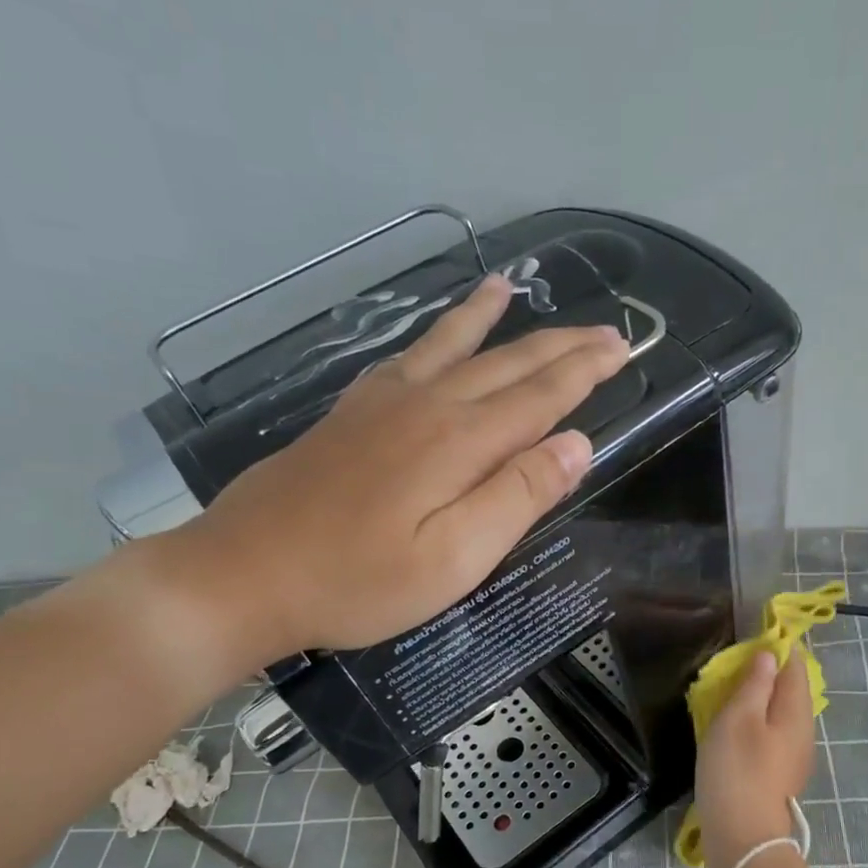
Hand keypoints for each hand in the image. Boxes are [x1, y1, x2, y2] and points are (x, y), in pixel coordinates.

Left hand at [162, 275, 627, 668]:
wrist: (245, 574)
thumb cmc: (358, 581)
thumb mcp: (454, 559)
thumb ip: (517, 497)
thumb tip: (576, 444)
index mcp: (460, 442)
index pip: (541, 396)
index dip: (585, 372)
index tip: (622, 348)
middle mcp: (427, 406)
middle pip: (506, 364)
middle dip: (560, 346)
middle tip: (603, 330)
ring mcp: (382, 404)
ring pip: (452, 347)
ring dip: (490, 319)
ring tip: (511, 285)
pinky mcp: (350, 414)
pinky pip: (406, 357)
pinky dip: (432, 335)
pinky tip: (435, 334)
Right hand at [694, 650, 816, 867]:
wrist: (743, 838)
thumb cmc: (737, 770)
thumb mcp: (739, 718)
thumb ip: (755, 684)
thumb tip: (769, 655)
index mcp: (796, 712)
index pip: (796, 667)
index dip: (780, 647)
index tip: (757, 633)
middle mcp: (803, 731)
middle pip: (791, 690)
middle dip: (770, 671)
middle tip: (739, 661)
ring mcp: (794, 756)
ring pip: (781, 714)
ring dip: (761, 697)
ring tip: (733, 689)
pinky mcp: (780, 774)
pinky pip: (772, 734)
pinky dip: (757, 720)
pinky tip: (737, 726)